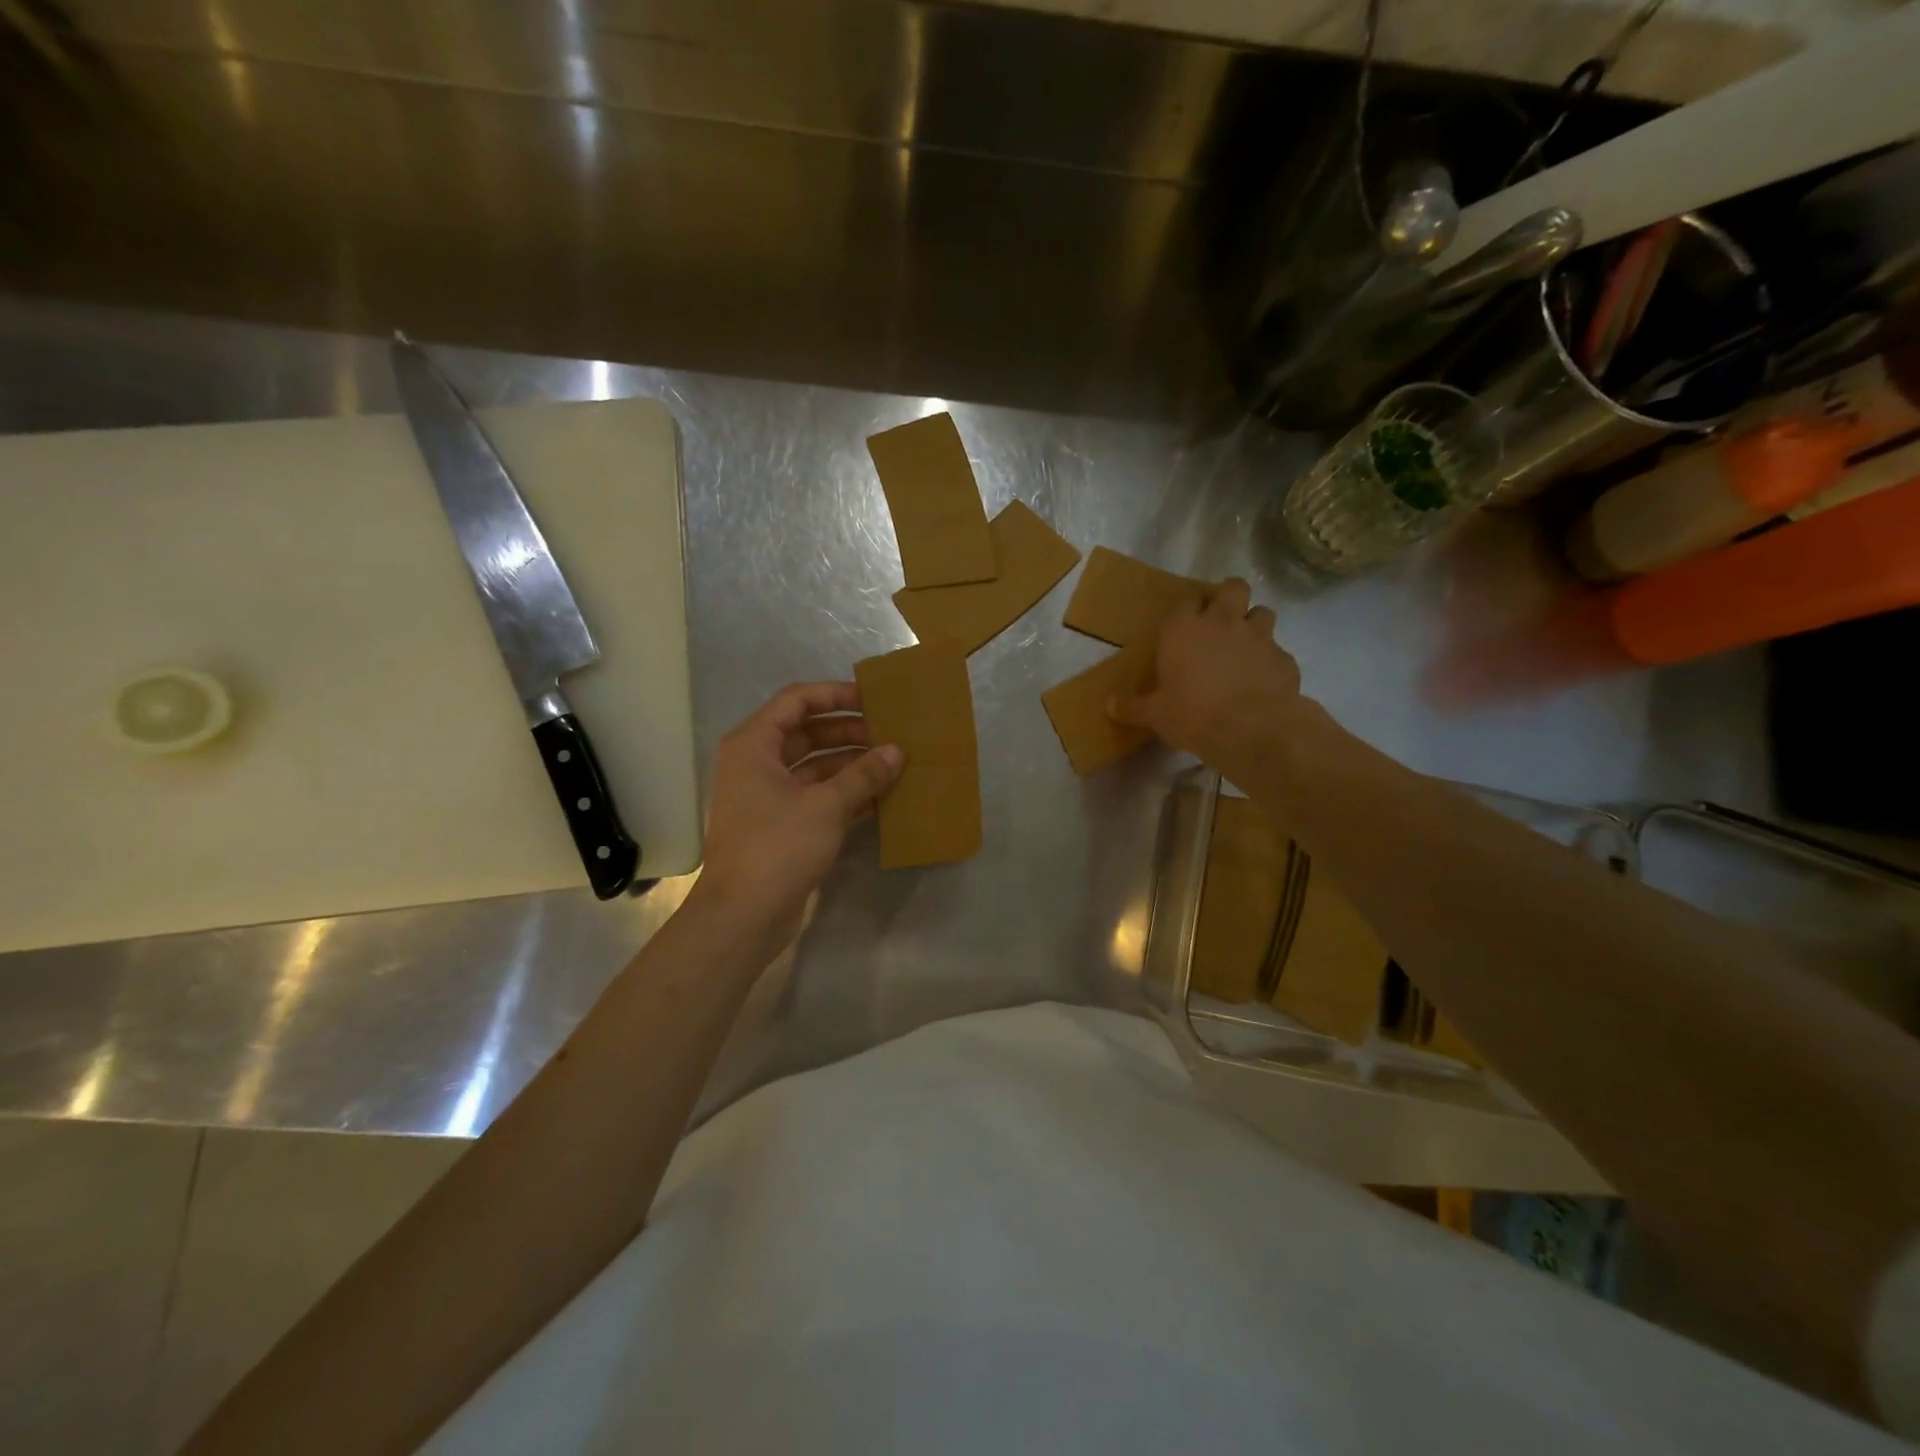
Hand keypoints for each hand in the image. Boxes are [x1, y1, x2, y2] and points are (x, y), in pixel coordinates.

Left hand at [695, 682, 901, 949]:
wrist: (743, 916)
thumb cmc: (778, 847)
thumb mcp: (826, 806)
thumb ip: (863, 774)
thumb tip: (896, 750)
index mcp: (754, 745)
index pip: (797, 701)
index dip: (835, 695)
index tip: (874, 699)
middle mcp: (757, 763)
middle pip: (808, 733)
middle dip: (849, 732)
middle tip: (892, 733)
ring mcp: (768, 796)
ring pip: (815, 766)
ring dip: (852, 764)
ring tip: (894, 763)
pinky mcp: (782, 824)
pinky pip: (817, 796)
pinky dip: (846, 793)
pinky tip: (882, 796)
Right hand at [1108, 579, 1305, 789]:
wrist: (1251, 728)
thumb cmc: (1192, 713)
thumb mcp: (1154, 714)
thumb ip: (1132, 706)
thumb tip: (1108, 705)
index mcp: (1183, 628)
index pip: (1185, 601)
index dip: (1187, 609)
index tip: (1184, 624)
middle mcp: (1222, 621)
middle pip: (1232, 587)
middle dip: (1229, 598)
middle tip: (1221, 621)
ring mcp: (1258, 635)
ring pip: (1262, 611)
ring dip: (1254, 624)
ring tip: (1246, 646)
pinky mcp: (1284, 657)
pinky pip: (1277, 650)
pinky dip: (1270, 661)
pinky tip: (1263, 680)